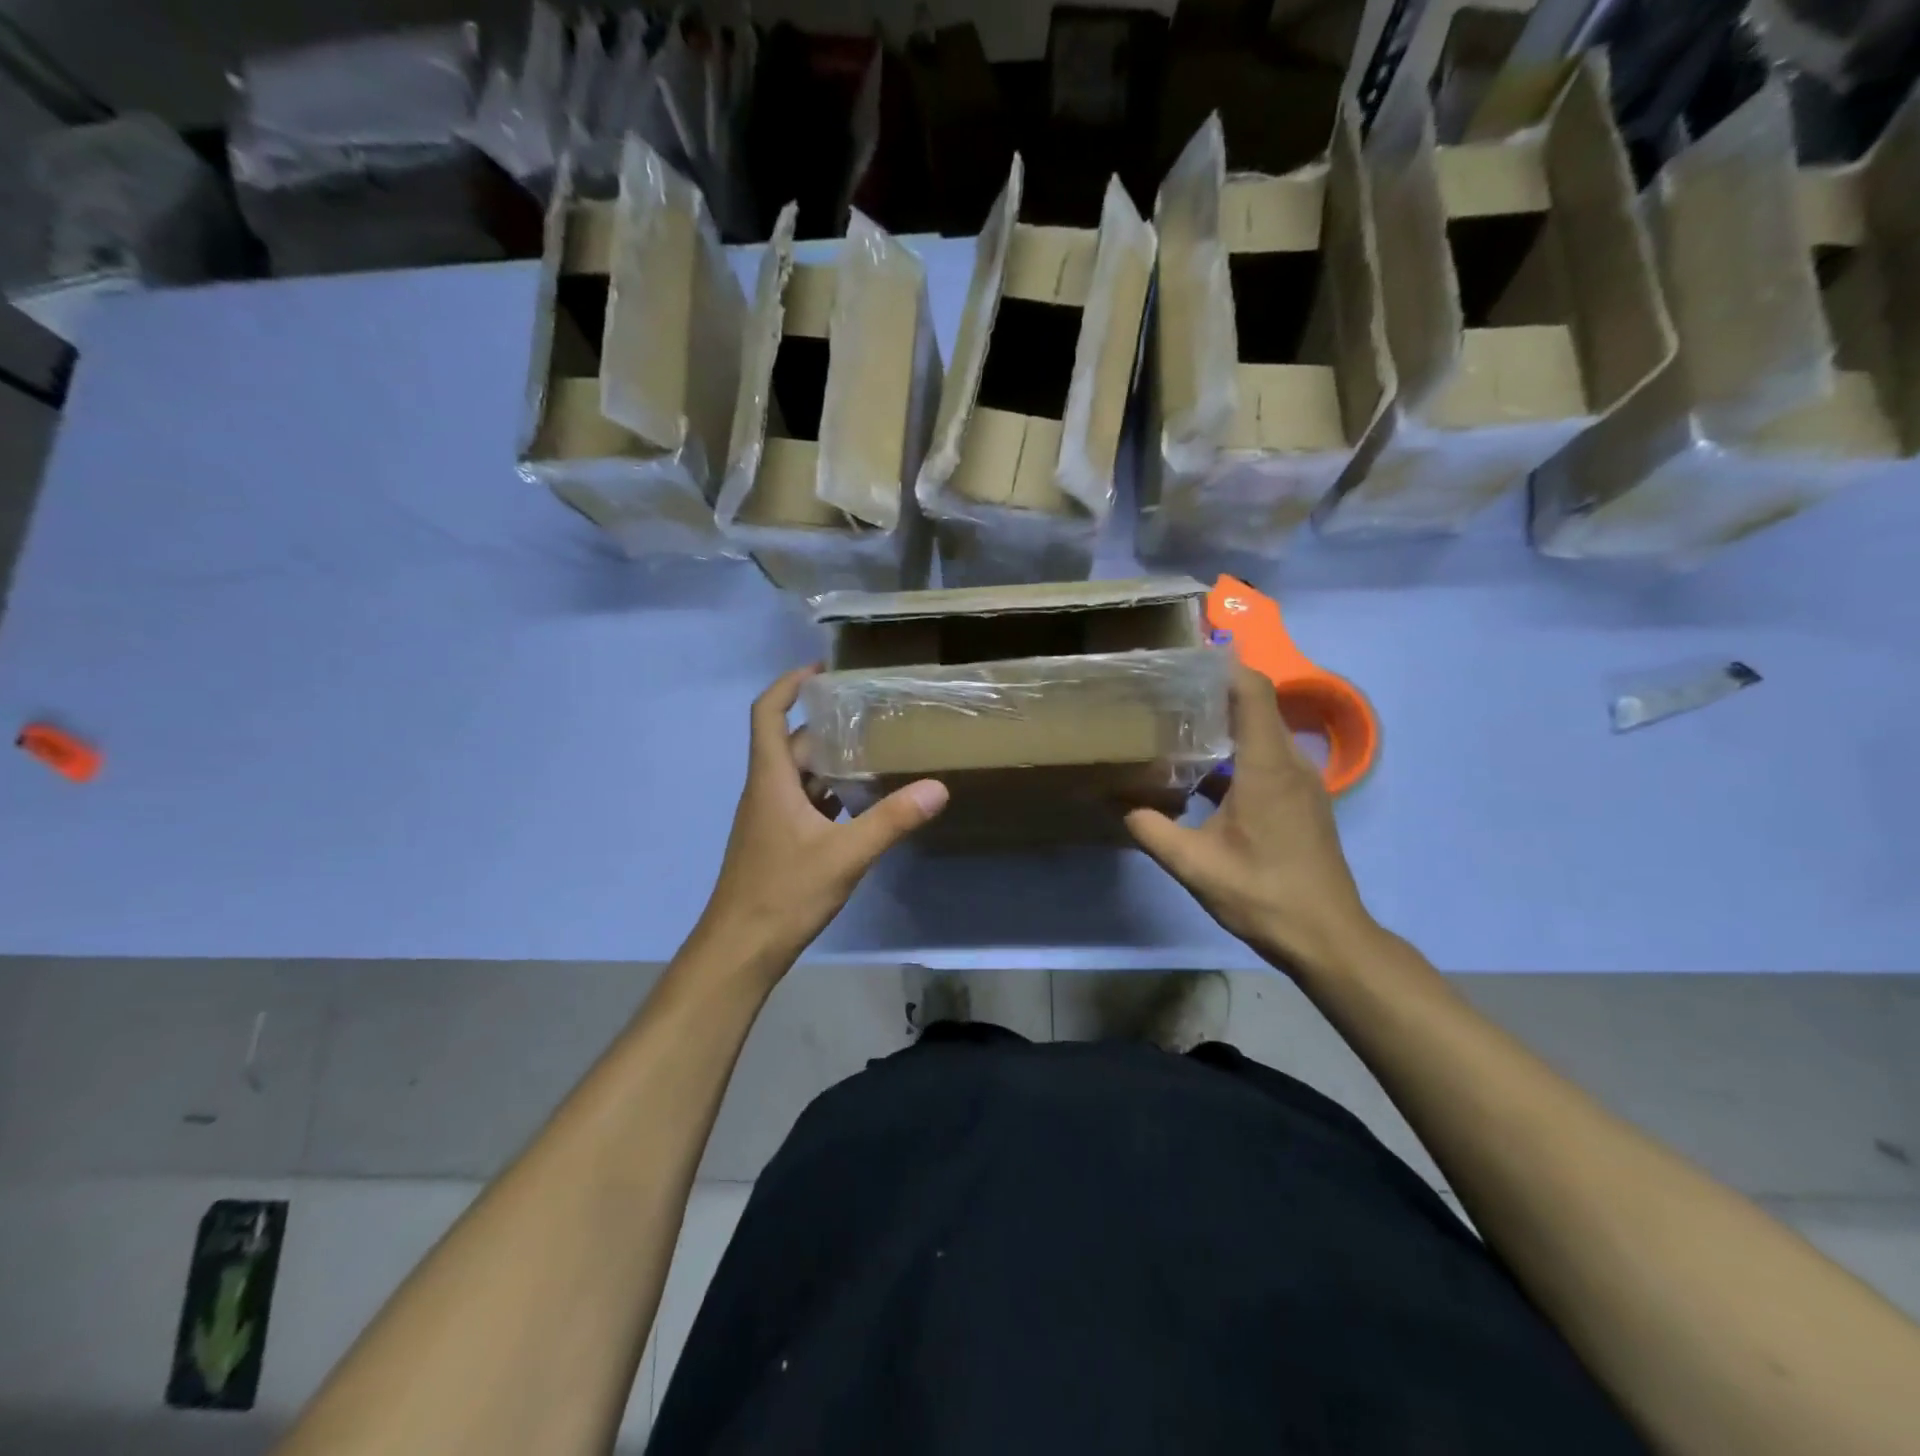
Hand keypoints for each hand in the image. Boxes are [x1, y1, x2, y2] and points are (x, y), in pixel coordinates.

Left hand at [696, 666, 948, 972]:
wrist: (739, 950)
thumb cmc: (783, 893)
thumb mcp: (844, 855)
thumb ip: (891, 820)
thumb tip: (938, 787)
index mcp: (771, 780)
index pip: (767, 714)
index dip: (789, 685)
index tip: (822, 671)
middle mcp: (766, 791)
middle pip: (792, 743)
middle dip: (825, 724)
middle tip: (870, 713)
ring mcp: (769, 819)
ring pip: (799, 775)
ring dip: (830, 760)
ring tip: (875, 750)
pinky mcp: (777, 842)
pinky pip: (804, 803)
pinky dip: (829, 794)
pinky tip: (862, 803)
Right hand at [1125, 666, 1377, 980]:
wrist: (1327, 937)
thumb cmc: (1263, 894)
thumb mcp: (1194, 864)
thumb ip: (1149, 828)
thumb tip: (1115, 801)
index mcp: (1267, 766)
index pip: (1251, 690)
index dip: (1220, 666)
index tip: (1181, 659)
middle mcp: (1290, 763)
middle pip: (1255, 705)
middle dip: (1211, 693)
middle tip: (1163, 692)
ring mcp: (1301, 783)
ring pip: (1260, 734)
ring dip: (1222, 726)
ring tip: (1175, 726)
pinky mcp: (1301, 801)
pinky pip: (1266, 760)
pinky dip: (1234, 755)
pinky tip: (1200, 775)